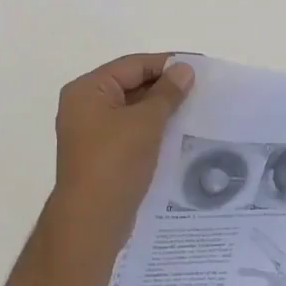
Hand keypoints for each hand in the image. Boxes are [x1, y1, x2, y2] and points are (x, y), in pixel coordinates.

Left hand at [50, 54, 194, 256]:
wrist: (91, 221)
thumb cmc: (115, 163)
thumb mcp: (145, 123)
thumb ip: (166, 93)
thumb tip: (184, 69)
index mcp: (87, 90)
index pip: (132, 65)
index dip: (165, 65)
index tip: (198, 68)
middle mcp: (84, 106)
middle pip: (130, 85)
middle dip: (164, 88)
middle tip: (201, 90)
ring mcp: (90, 132)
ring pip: (131, 111)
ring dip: (160, 111)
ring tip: (195, 111)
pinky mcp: (100, 155)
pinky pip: (129, 132)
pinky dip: (151, 130)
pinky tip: (177, 136)